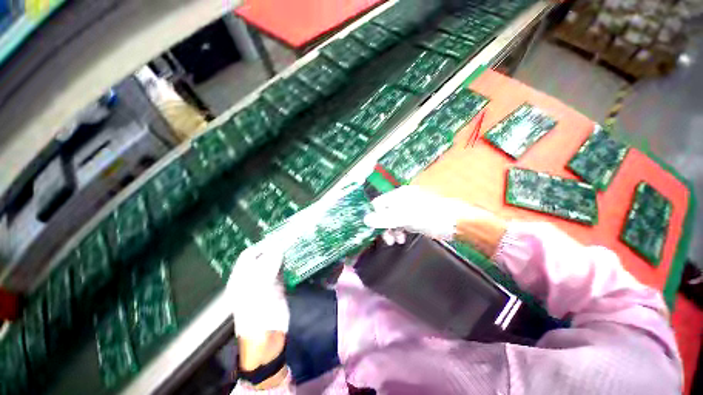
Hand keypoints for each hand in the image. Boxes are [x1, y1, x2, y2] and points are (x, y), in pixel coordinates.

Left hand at [227, 237, 288, 339]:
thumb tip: (279, 247)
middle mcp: (252, 278)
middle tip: (288, 239)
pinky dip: (287, 264)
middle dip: (273, 248)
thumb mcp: (260, 288)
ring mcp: (265, 283)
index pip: (249, 255)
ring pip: (273, 263)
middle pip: (262, 258)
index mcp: (241, 278)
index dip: (262, 246)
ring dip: (281, 255)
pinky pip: (281, 271)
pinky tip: (293, 258)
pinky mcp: (277, 288)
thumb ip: (269, 266)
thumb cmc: (257, 314)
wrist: (267, 340)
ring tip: (292, 245)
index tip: (277, 239)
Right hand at [364, 186, 506, 255]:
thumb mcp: (406, 217)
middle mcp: (402, 200)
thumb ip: (385, 219)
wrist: (458, 222)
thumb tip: (366, 220)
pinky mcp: (416, 217)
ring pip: (393, 219)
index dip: (374, 216)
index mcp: (399, 195)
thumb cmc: (431, 216)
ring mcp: (410, 208)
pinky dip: (400, 230)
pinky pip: (402, 223)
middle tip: (386, 239)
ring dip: (392, 230)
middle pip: (385, 212)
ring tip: (396, 241)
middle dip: (383, 226)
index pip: (379, 203)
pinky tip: (403, 238)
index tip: (373, 230)